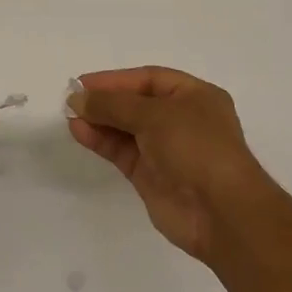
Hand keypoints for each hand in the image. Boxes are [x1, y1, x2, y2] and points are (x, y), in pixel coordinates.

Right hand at [69, 66, 281, 263]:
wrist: (221, 213)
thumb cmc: (196, 147)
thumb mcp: (154, 115)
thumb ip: (113, 105)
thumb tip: (78, 99)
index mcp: (194, 96)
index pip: (148, 79)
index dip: (116, 80)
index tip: (84, 83)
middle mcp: (181, 120)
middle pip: (135, 103)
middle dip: (105, 101)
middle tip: (72, 99)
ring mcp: (167, 149)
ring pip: (126, 128)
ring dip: (99, 121)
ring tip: (70, 116)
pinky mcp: (152, 176)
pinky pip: (122, 152)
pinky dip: (102, 141)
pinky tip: (80, 132)